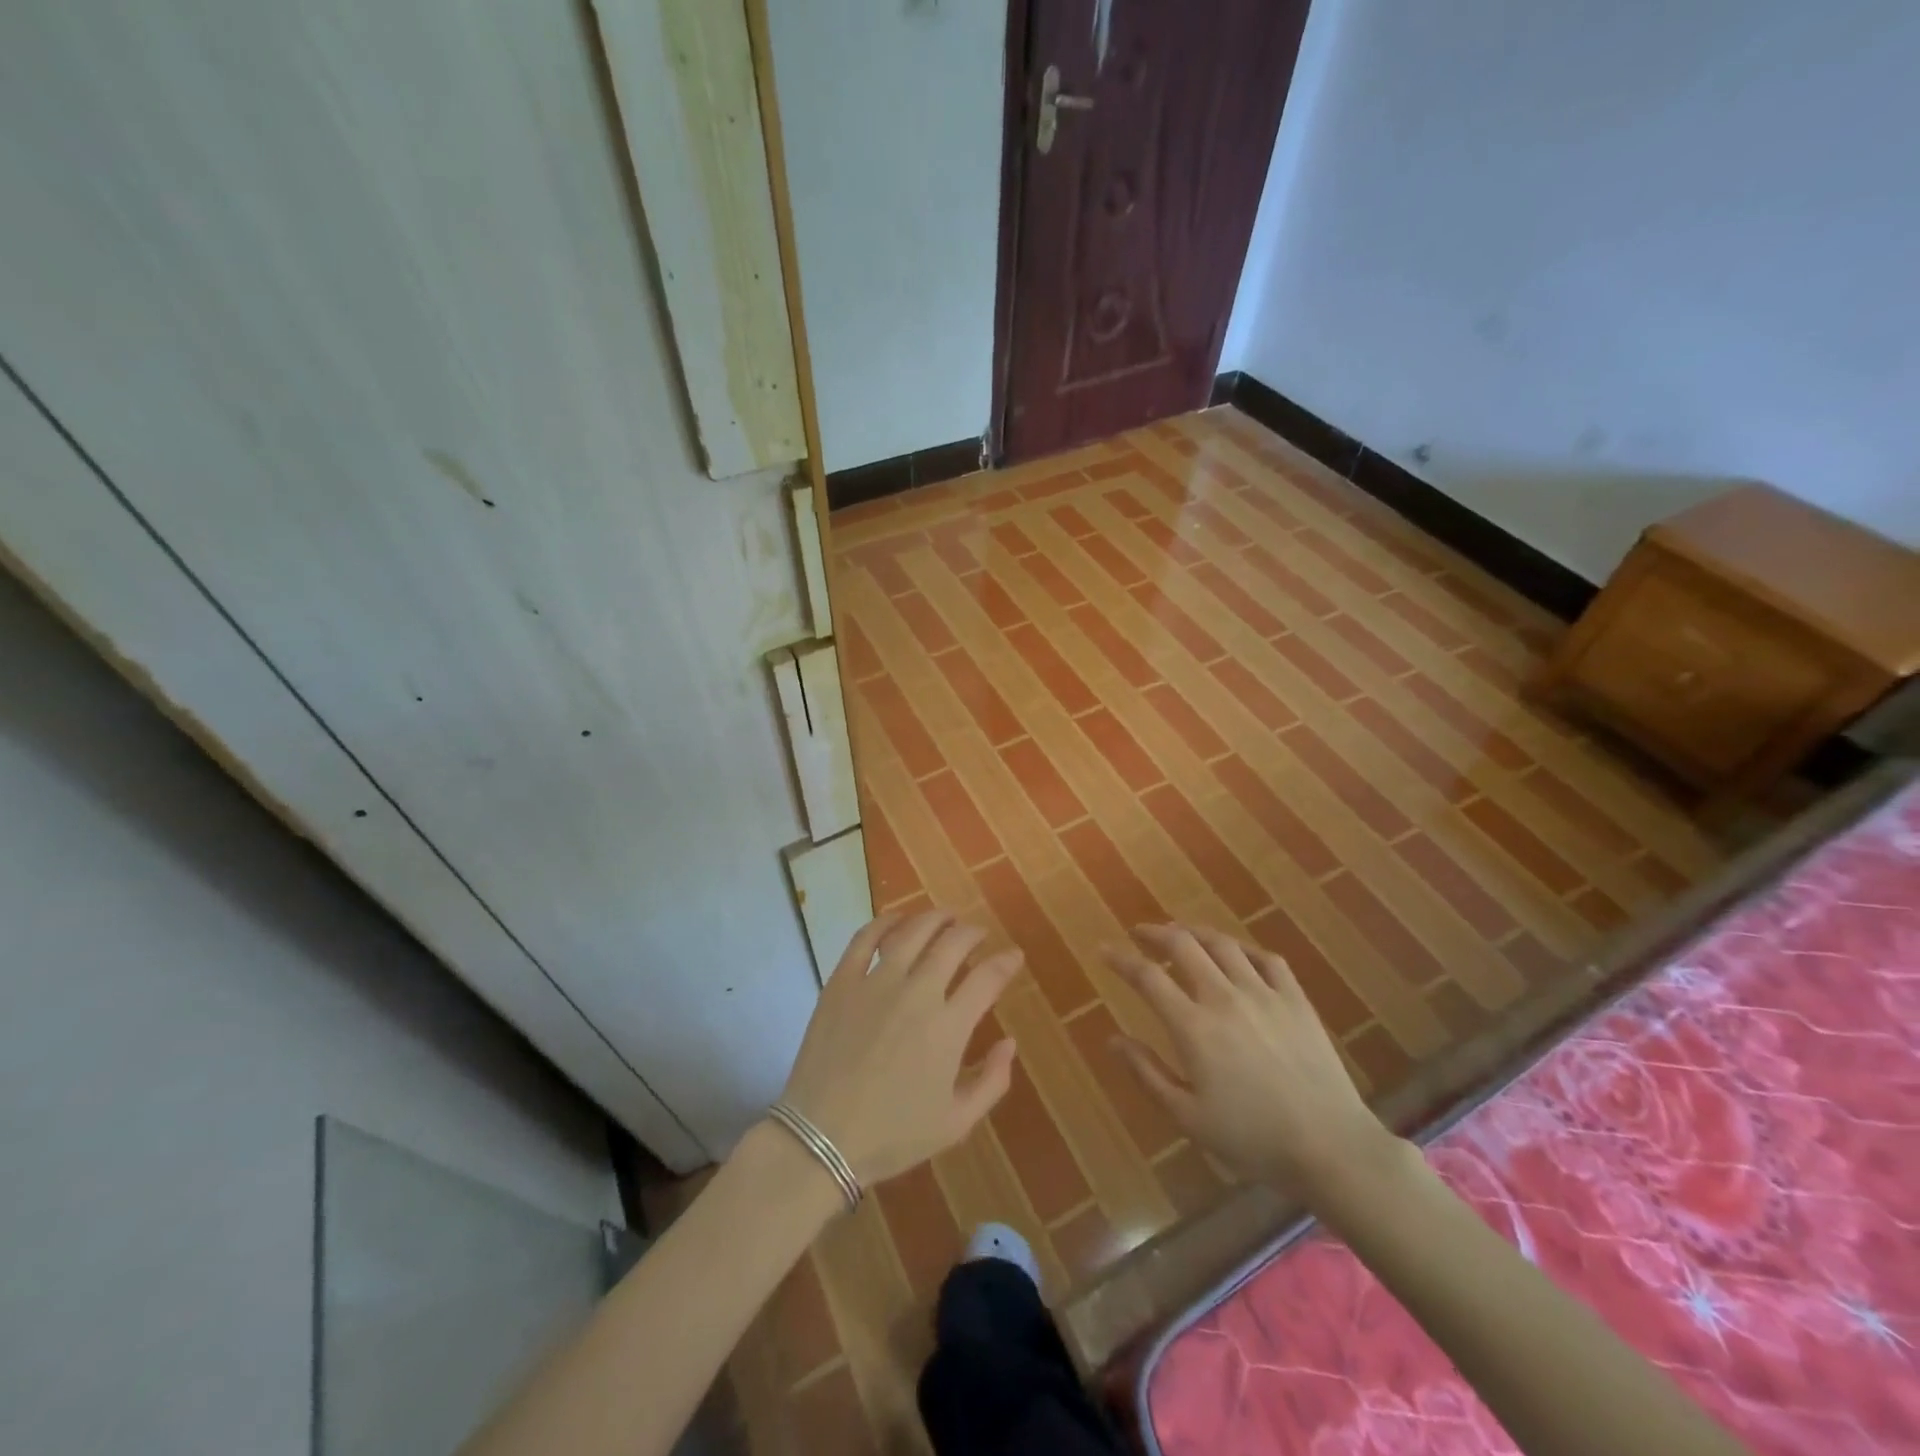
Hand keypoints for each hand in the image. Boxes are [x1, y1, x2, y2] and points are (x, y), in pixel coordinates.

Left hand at [780, 911, 1021, 1188]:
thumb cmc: (892, 1135)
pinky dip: (885, 921)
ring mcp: (876, 983)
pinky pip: (865, 937)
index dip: (1006, 962)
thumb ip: (992, 1081)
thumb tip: (1010, 1042)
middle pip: (953, 943)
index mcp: (948, 1027)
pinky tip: (897, 919)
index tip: (1014, 956)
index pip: (988, 978)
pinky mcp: (842, 981)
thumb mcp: (956, 1123)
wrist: (820, 1139)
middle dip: (973, 933)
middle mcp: (917, 994)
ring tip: (945, 917)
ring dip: (935, 918)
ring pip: (913, 931)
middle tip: (978, 934)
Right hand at [1106, 924, 1400, 1202]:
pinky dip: (1244, 948)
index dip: (1121, 959)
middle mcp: (1224, 997)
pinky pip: (1267, 958)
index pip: (1147, 977)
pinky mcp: (1295, 999)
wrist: (1330, 1146)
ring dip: (1195, 933)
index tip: (1104, 950)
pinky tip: (1237, 954)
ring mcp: (1264, 993)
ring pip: (1223, 944)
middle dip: (1155, 933)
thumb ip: (1148, 1073)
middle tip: (1140, 934)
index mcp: (1193, 1027)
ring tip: (1181, 934)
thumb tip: (1113, 1039)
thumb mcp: (1188, 1116)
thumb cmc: (1252, 1139)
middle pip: (1183, 946)